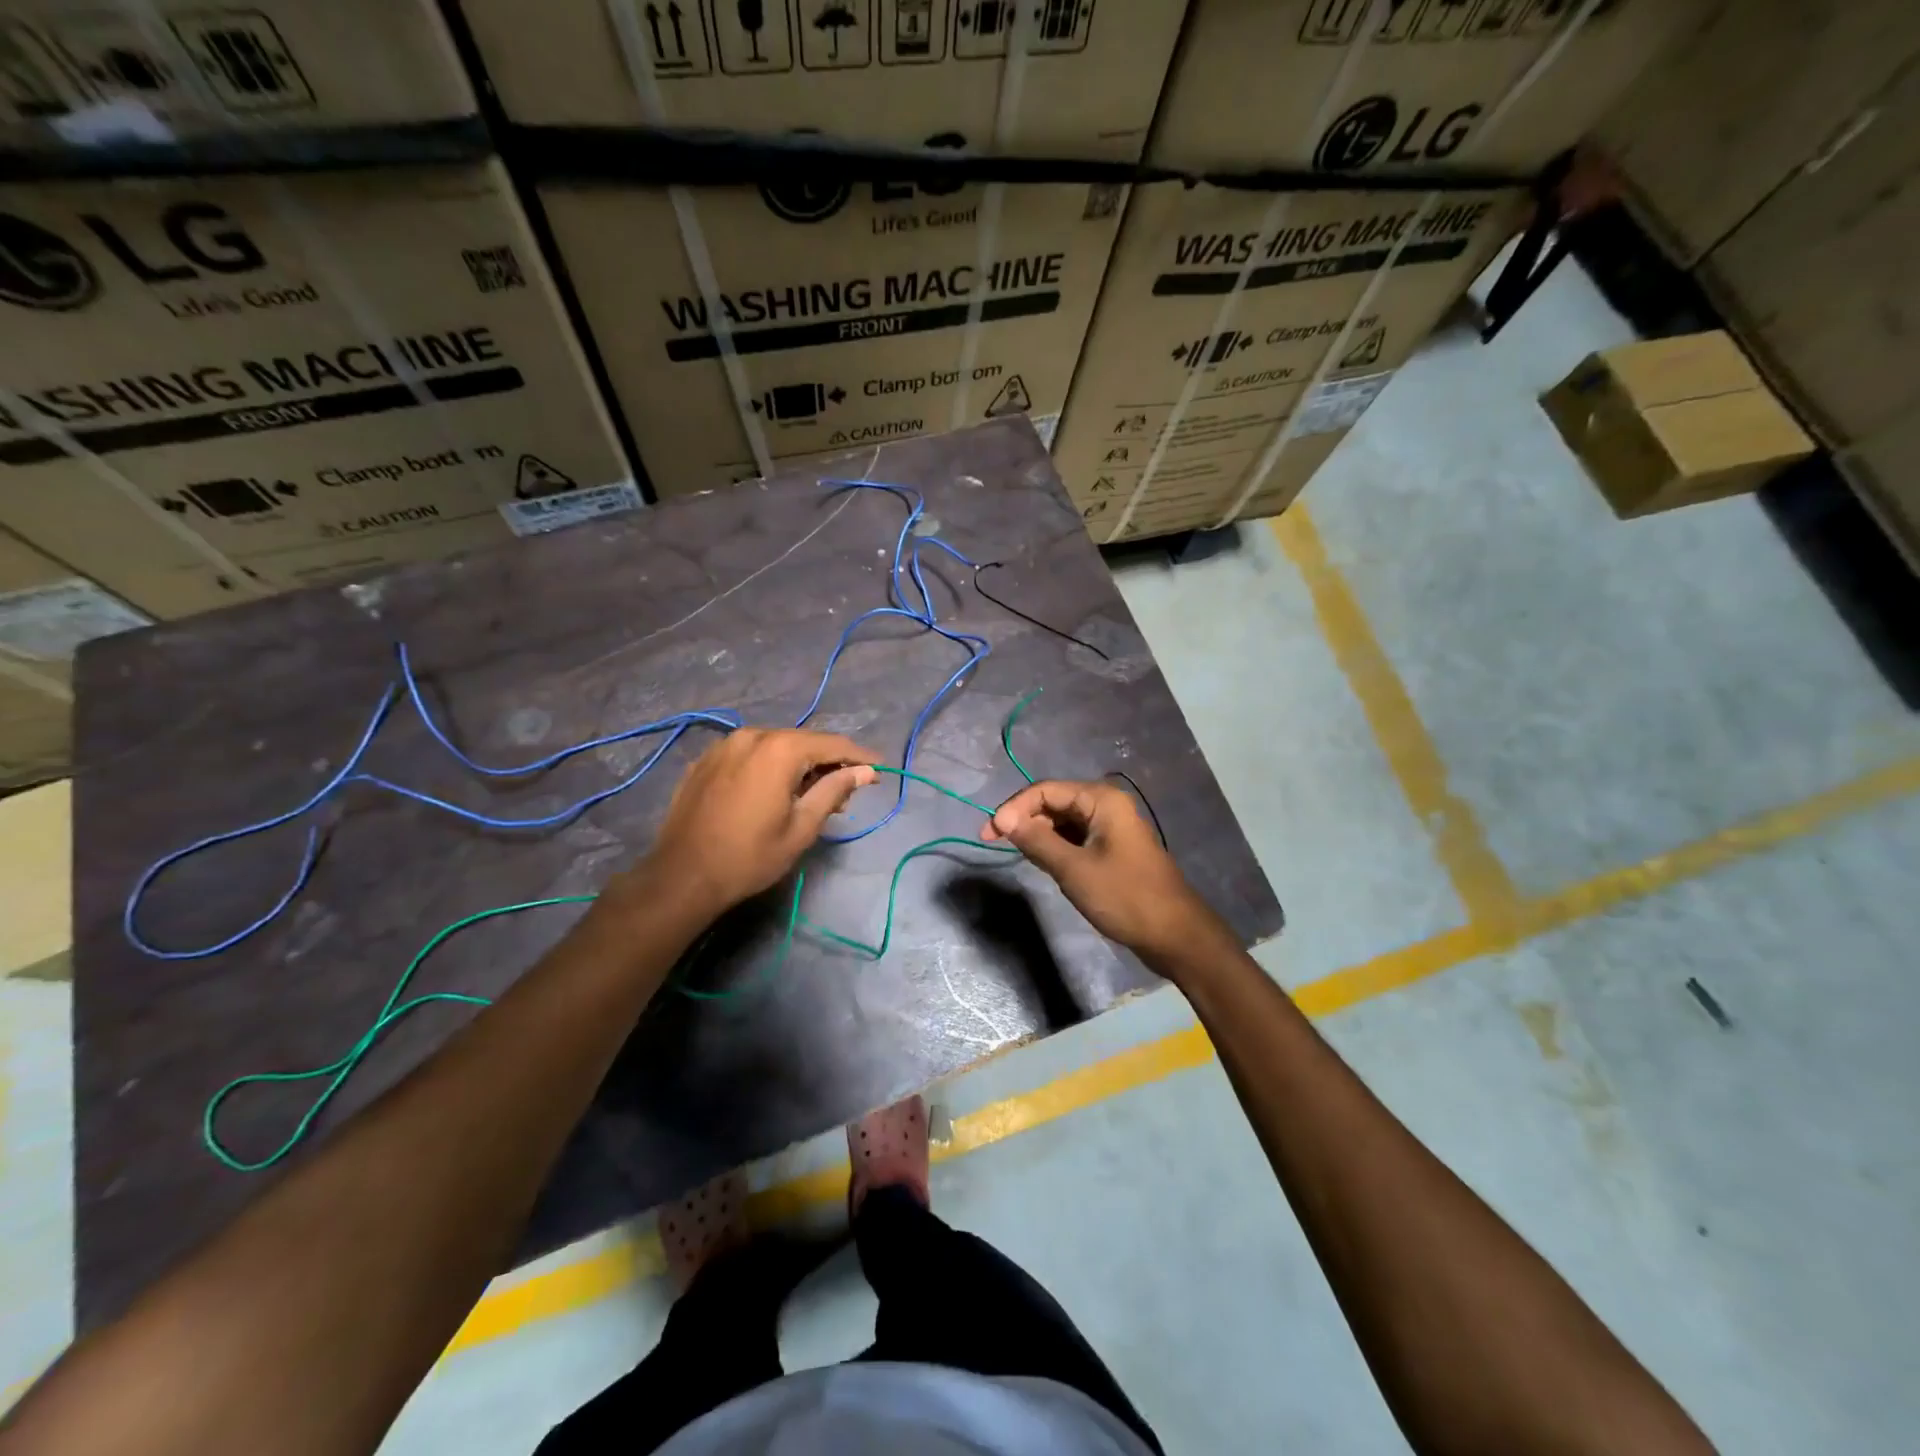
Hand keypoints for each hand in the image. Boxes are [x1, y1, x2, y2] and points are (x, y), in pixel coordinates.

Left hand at [627, 728, 879, 917]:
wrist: (682, 876)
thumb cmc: (750, 856)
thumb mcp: (802, 827)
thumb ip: (834, 791)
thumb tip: (864, 771)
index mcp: (779, 749)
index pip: (832, 744)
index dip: (859, 756)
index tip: (880, 769)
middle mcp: (752, 735)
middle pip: (803, 742)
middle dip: (828, 763)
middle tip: (847, 792)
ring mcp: (724, 746)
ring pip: (776, 747)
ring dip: (799, 766)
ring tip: (813, 796)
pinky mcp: (705, 761)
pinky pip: (750, 755)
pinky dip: (770, 767)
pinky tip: (775, 792)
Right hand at [981, 779, 1230, 967]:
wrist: (1174, 934)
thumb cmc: (1124, 897)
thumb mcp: (1074, 869)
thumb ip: (1036, 841)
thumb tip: (1002, 819)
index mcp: (1101, 800)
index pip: (1045, 790)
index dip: (1014, 808)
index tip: (989, 834)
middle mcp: (1105, 805)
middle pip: (1053, 802)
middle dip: (1024, 819)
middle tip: (994, 843)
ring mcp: (1110, 828)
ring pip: (1062, 821)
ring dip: (1038, 833)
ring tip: (1014, 853)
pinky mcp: (1111, 849)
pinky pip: (1074, 838)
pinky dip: (1054, 846)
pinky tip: (1041, 862)